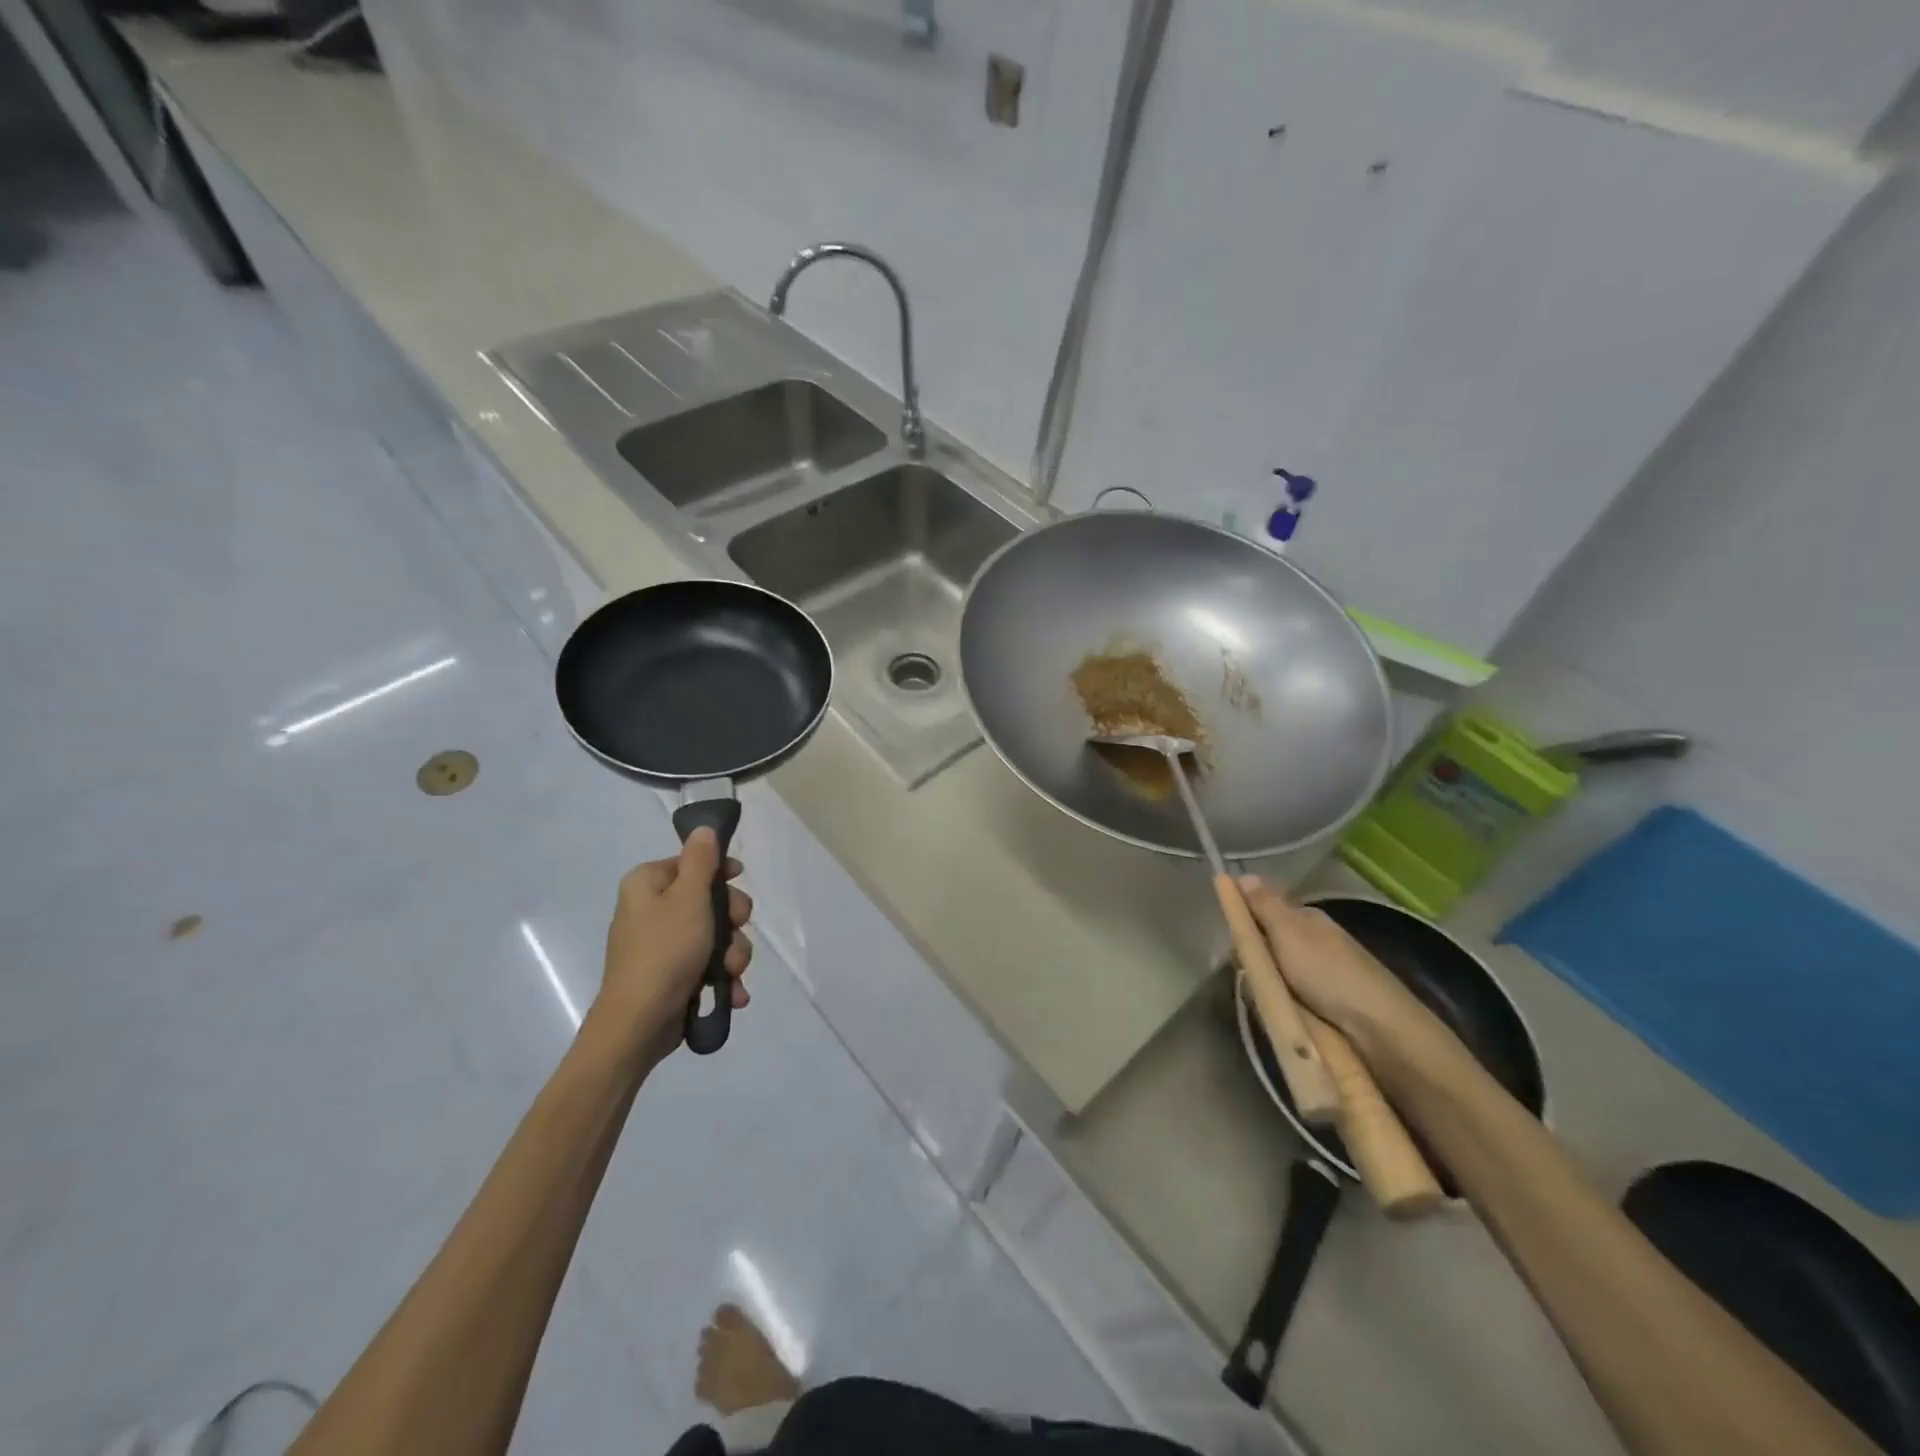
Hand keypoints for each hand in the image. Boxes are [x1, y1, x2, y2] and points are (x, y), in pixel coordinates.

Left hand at [596, 829, 752, 1061]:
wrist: (638, 1024)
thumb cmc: (665, 951)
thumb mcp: (689, 898)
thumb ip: (701, 860)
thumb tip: (704, 828)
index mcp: (647, 883)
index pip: (692, 862)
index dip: (721, 872)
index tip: (739, 882)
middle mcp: (651, 909)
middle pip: (709, 900)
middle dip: (732, 922)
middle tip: (734, 933)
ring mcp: (662, 944)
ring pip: (715, 935)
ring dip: (732, 954)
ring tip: (731, 974)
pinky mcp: (672, 974)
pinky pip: (707, 964)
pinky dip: (722, 977)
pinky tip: (732, 993)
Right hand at [1236, 876, 1435, 1056]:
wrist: (1377, 1028)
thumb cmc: (1328, 972)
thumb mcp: (1289, 932)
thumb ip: (1264, 905)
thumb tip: (1242, 874)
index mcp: (1305, 920)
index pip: (1261, 913)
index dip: (1244, 926)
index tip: (1234, 946)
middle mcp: (1311, 942)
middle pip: (1265, 946)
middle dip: (1253, 962)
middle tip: (1251, 977)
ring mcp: (1318, 975)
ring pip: (1272, 976)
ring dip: (1265, 988)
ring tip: (1266, 1002)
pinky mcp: (1322, 1005)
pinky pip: (1286, 999)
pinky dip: (1281, 1006)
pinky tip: (1281, 1015)